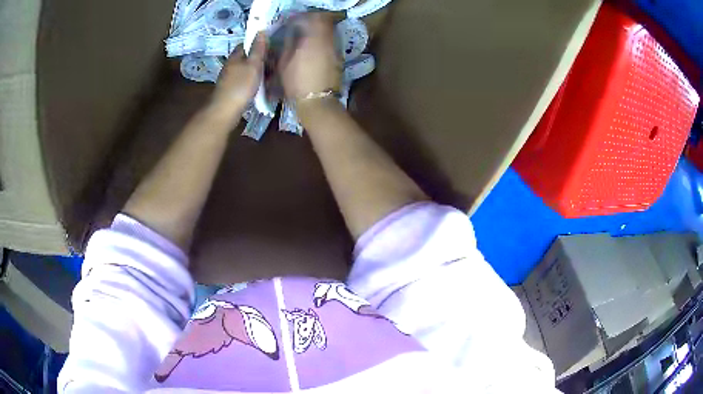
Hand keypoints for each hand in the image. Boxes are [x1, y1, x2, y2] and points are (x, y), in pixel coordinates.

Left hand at [208, 33, 266, 122]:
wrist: (225, 111)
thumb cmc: (240, 86)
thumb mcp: (253, 65)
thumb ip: (258, 49)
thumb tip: (260, 31)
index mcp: (235, 57)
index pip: (247, 44)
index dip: (259, 44)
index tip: (272, 47)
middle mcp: (231, 66)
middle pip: (248, 57)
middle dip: (261, 59)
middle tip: (275, 64)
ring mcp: (231, 79)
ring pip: (248, 70)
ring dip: (259, 72)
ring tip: (272, 77)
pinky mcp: (232, 90)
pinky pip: (246, 81)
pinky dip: (254, 82)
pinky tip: (262, 88)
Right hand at [278, 13, 341, 103]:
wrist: (317, 101)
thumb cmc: (296, 83)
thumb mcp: (284, 63)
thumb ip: (288, 44)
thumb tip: (291, 33)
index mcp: (313, 40)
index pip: (311, 18)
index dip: (301, 17)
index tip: (292, 21)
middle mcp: (328, 41)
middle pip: (324, 21)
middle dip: (312, 20)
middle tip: (301, 25)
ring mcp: (336, 49)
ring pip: (330, 31)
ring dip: (319, 29)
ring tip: (307, 36)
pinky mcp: (339, 58)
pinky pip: (332, 41)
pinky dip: (324, 40)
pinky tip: (315, 48)